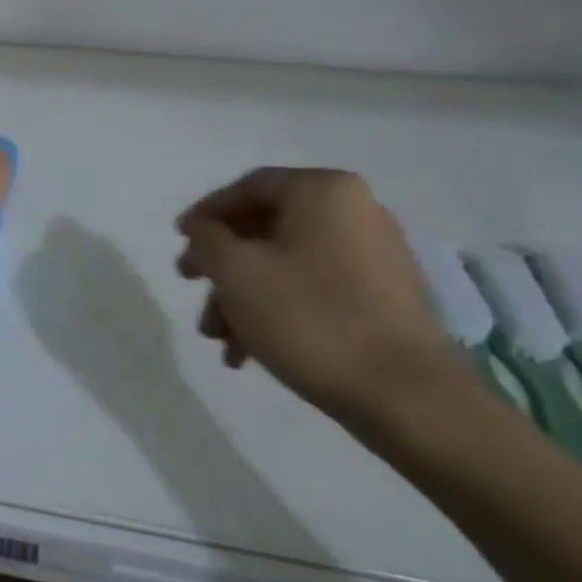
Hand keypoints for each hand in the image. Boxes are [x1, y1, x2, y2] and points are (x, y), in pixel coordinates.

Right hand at [175, 168, 464, 425]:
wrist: (403, 394)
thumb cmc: (309, 317)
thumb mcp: (235, 271)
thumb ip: (207, 240)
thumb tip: (205, 230)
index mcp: (323, 192)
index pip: (249, 187)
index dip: (206, 213)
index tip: (178, 241)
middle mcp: (355, 211)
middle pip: (266, 228)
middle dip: (222, 264)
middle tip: (191, 287)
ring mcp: (374, 255)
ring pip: (286, 264)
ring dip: (243, 296)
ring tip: (218, 340)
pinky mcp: (383, 297)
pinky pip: (314, 288)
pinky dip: (277, 309)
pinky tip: (250, 352)